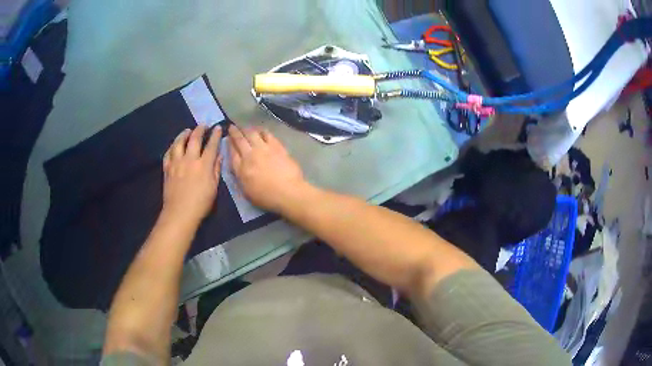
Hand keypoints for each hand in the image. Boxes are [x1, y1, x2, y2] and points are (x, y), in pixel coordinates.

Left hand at [162, 125, 221, 225]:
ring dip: (184, 134)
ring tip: (187, 130)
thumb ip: (216, 169)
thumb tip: (219, 156)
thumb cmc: (201, 203)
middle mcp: (189, 159)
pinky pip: (168, 153)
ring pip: (179, 142)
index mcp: (203, 165)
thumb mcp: (214, 187)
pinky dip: (172, 147)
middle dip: (200, 129)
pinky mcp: (167, 168)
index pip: (211, 145)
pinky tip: (174, 146)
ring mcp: (176, 163)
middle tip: (203, 125)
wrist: (180, 213)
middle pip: (194, 139)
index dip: (215, 135)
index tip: (218, 128)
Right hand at [228, 125, 305, 212]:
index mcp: (241, 169)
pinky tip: (260, 130)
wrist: (288, 192)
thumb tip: (238, 166)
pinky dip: (261, 131)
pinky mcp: (277, 146)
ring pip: (252, 134)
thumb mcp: (246, 191)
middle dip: (234, 132)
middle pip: (240, 140)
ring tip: (245, 127)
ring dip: (247, 129)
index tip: (228, 139)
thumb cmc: (267, 197)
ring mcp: (264, 149)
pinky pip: (267, 134)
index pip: (232, 153)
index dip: (229, 144)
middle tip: (232, 127)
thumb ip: (240, 176)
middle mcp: (250, 155)